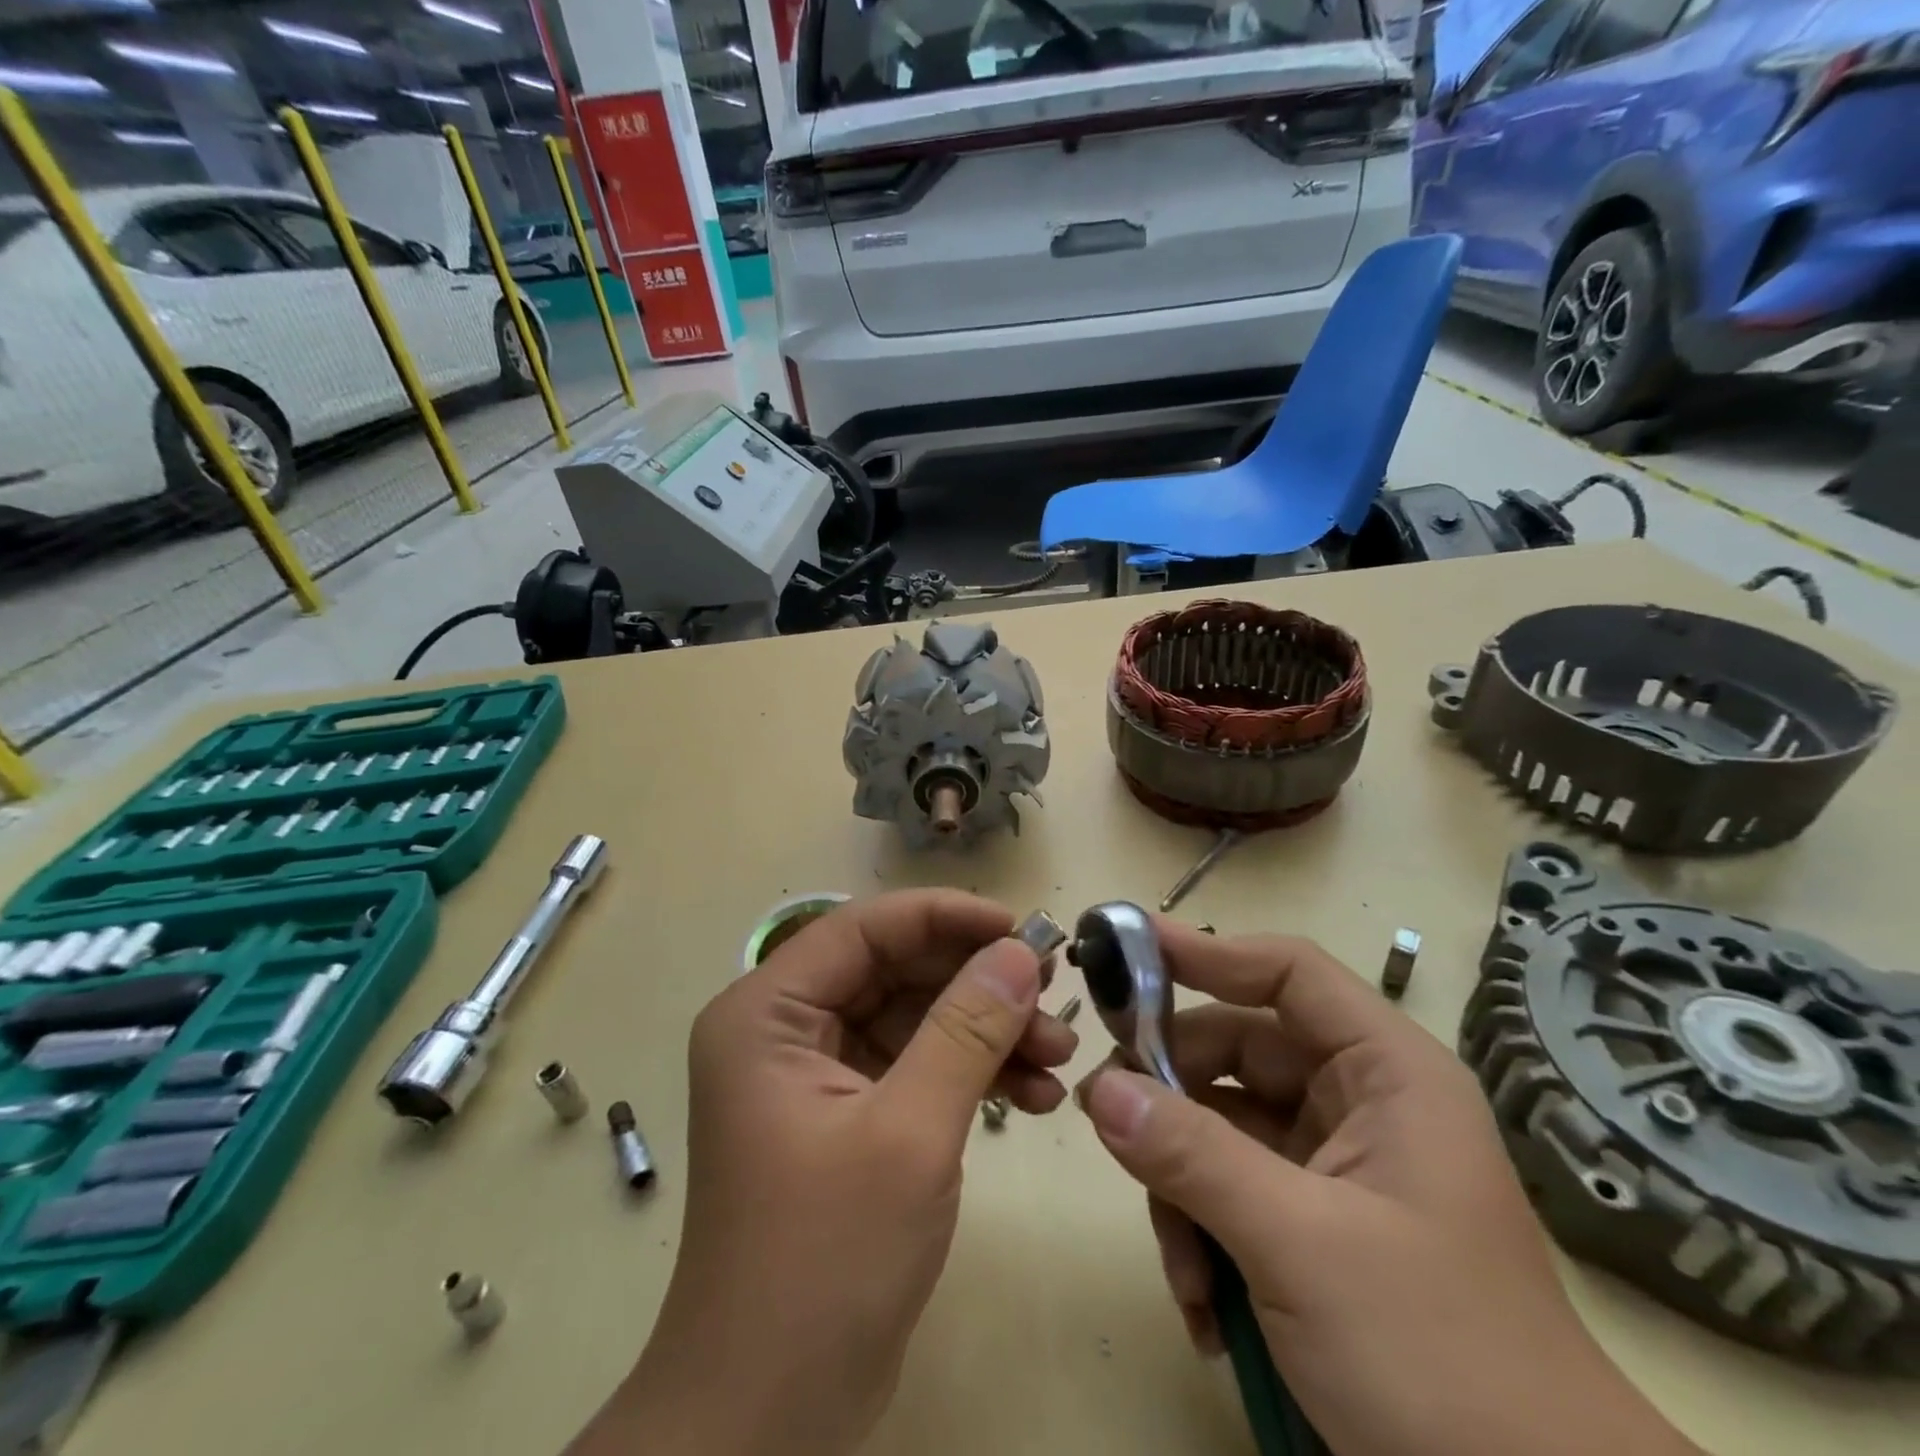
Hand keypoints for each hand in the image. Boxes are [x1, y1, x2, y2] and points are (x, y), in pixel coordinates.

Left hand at [571, 891, 1076, 1455]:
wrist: (769, 1421)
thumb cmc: (824, 1263)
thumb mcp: (909, 1133)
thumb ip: (966, 1030)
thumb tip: (1020, 951)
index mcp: (767, 1013)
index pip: (865, 929)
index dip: (946, 917)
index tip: (1023, 928)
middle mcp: (784, 1029)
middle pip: (894, 971)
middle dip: (978, 984)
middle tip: (1054, 998)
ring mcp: (815, 1074)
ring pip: (913, 1018)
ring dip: (986, 1033)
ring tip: (1060, 1058)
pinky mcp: (846, 1115)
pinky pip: (914, 1066)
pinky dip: (970, 1075)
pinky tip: (1034, 1097)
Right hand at [1077, 923, 1700, 1455]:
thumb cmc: (1439, 1361)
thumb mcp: (1300, 1246)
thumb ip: (1192, 1155)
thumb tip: (1099, 1087)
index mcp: (1386, 1073)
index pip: (1287, 973)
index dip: (1207, 953)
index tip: (1126, 953)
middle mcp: (1358, 1104)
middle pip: (1236, 1052)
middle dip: (1172, 1095)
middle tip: (1107, 1119)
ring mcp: (1334, 1168)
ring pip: (1220, 1127)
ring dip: (1182, 1188)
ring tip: (1183, 1270)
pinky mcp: (1313, 1227)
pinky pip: (1230, 1191)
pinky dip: (1203, 1236)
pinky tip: (1205, 1309)